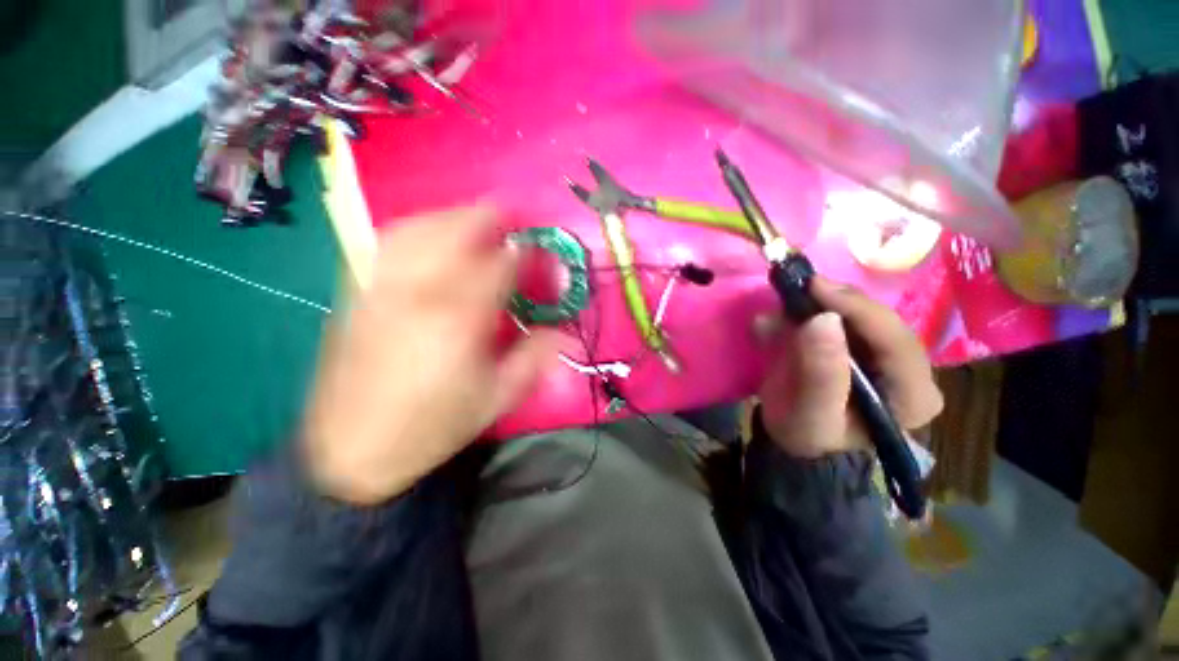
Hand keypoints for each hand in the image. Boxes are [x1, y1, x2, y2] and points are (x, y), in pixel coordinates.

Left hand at [302, 206, 555, 504]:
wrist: (351, 451)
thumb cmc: (432, 425)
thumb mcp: (497, 398)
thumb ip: (535, 358)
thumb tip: (563, 331)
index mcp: (458, 319)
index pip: (502, 265)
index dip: (530, 256)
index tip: (547, 258)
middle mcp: (417, 291)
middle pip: (455, 231)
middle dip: (490, 218)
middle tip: (514, 219)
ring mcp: (381, 287)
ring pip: (418, 228)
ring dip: (453, 217)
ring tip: (476, 222)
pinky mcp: (358, 293)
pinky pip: (388, 243)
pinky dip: (417, 229)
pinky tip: (431, 236)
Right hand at [757, 277, 943, 458]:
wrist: (795, 439)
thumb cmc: (807, 434)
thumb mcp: (811, 414)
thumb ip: (820, 373)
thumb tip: (822, 319)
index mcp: (913, 395)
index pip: (896, 341)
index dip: (857, 309)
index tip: (813, 287)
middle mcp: (910, 371)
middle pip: (879, 322)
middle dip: (836, 303)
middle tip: (796, 289)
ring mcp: (886, 356)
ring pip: (859, 315)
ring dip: (820, 304)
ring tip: (786, 302)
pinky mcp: (863, 347)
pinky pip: (841, 318)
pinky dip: (811, 311)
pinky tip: (785, 315)